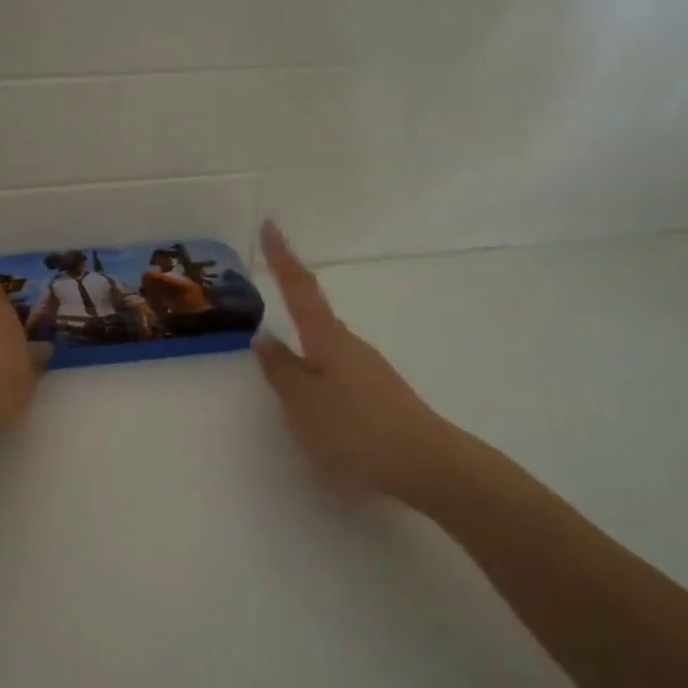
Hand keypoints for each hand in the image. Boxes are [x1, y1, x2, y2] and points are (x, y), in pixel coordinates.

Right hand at [253, 221, 457, 507]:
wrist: (424, 462)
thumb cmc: (355, 429)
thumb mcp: (303, 403)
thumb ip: (280, 370)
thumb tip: (263, 338)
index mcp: (327, 339)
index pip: (299, 288)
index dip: (282, 257)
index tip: (270, 225)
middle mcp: (350, 345)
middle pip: (315, 315)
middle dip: (291, 299)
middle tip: (270, 287)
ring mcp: (368, 368)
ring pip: (326, 346)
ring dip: (304, 344)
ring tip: (282, 362)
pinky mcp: (377, 392)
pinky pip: (337, 369)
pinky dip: (317, 369)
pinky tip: (314, 397)